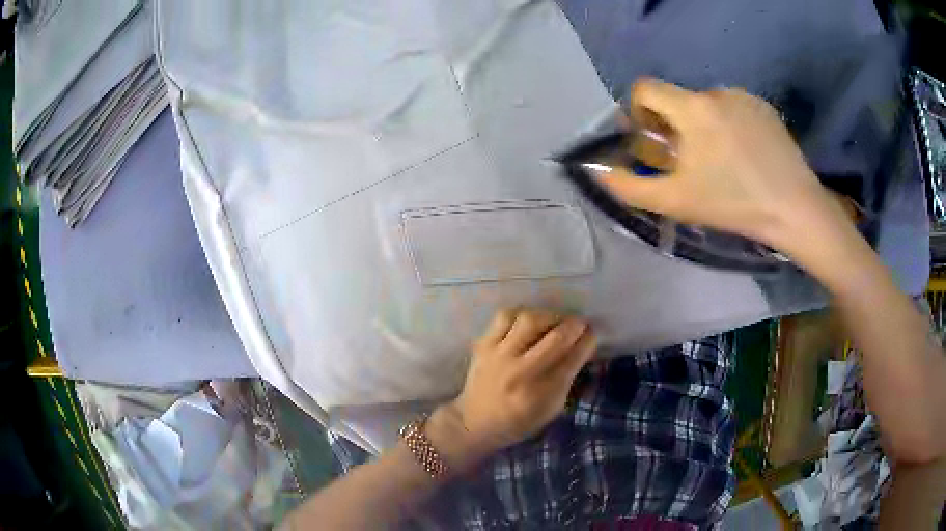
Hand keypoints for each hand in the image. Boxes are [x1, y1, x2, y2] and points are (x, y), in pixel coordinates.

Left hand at [426, 309, 596, 470]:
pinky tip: (529, 322)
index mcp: (541, 394)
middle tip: (579, 324)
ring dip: (549, 316)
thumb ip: (567, 379)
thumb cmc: (519, 421)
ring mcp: (499, 356)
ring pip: (530, 320)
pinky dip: (522, 315)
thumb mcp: (550, 409)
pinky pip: (505, 317)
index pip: (573, 358)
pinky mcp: (482, 345)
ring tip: (554, 322)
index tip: (593, 333)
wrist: (474, 422)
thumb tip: (580, 347)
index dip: (588, 340)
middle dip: (575, 325)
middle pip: (556, 337)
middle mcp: (521, 372)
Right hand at [596, 78, 855, 268]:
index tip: (652, 140)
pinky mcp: (764, 107)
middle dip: (675, 127)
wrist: (794, 209)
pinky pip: (734, 108)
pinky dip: (729, 126)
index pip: (646, 88)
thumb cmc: (734, 205)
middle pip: (678, 99)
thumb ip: (629, 185)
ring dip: (704, 127)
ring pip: (707, 105)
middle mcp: (716, 92)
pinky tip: (745, 156)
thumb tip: (598, 170)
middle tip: (691, 163)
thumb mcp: (676, 202)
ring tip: (723, 162)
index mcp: (692, 108)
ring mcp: (744, 97)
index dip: (638, 111)